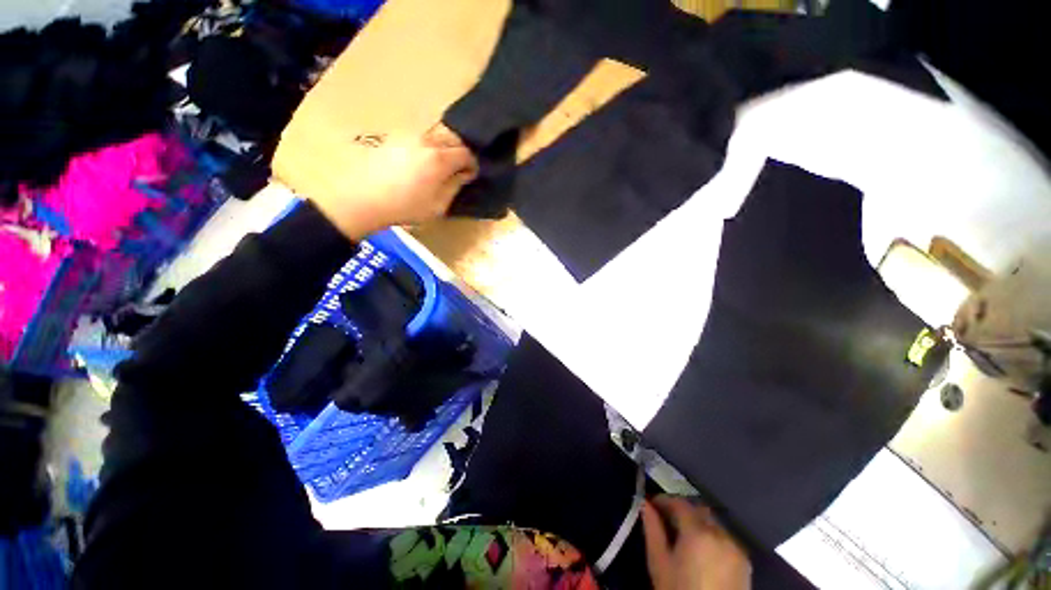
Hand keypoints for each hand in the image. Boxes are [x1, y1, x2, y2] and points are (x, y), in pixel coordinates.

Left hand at [307, 128, 477, 240]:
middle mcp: (426, 142)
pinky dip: (428, 147)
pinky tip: (421, 162)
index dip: (472, 164)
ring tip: (440, 166)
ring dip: (443, 148)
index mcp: (439, 159)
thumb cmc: (406, 207)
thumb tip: (464, 174)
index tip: (471, 175)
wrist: (364, 198)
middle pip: (452, 139)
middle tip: (458, 169)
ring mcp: (408, 137)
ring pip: (435, 136)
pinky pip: (420, 138)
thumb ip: (455, 186)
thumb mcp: (438, 205)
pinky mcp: (394, 139)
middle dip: (459, 153)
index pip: (466, 153)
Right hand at [641, 496, 751, 589]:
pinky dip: (712, 537)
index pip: (680, 503)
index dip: (664, 500)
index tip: (652, 504)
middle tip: (666, 519)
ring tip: (683, 536)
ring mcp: (737, 548)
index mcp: (698, 532)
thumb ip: (653, 530)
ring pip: (714, 523)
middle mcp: (721, 534)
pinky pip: (725, 539)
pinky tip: (702, 552)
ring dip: (698, 523)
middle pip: (699, 510)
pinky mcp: (745, 563)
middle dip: (682, 510)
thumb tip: (646, 504)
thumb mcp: (659, 563)